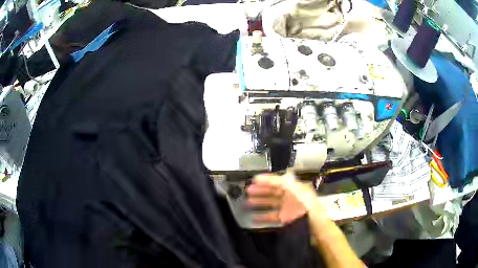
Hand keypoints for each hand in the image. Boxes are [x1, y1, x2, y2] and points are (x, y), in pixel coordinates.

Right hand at [246, 169, 324, 224]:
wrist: (316, 228)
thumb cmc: (308, 209)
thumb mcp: (297, 192)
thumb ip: (288, 183)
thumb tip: (280, 174)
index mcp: (295, 188)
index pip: (279, 181)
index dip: (267, 179)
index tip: (254, 179)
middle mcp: (291, 197)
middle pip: (273, 191)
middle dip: (260, 190)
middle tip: (248, 190)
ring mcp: (288, 208)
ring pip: (271, 203)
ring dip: (260, 202)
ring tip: (247, 202)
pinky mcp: (286, 219)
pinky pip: (273, 216)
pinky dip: (263, 216)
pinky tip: (254, 217)